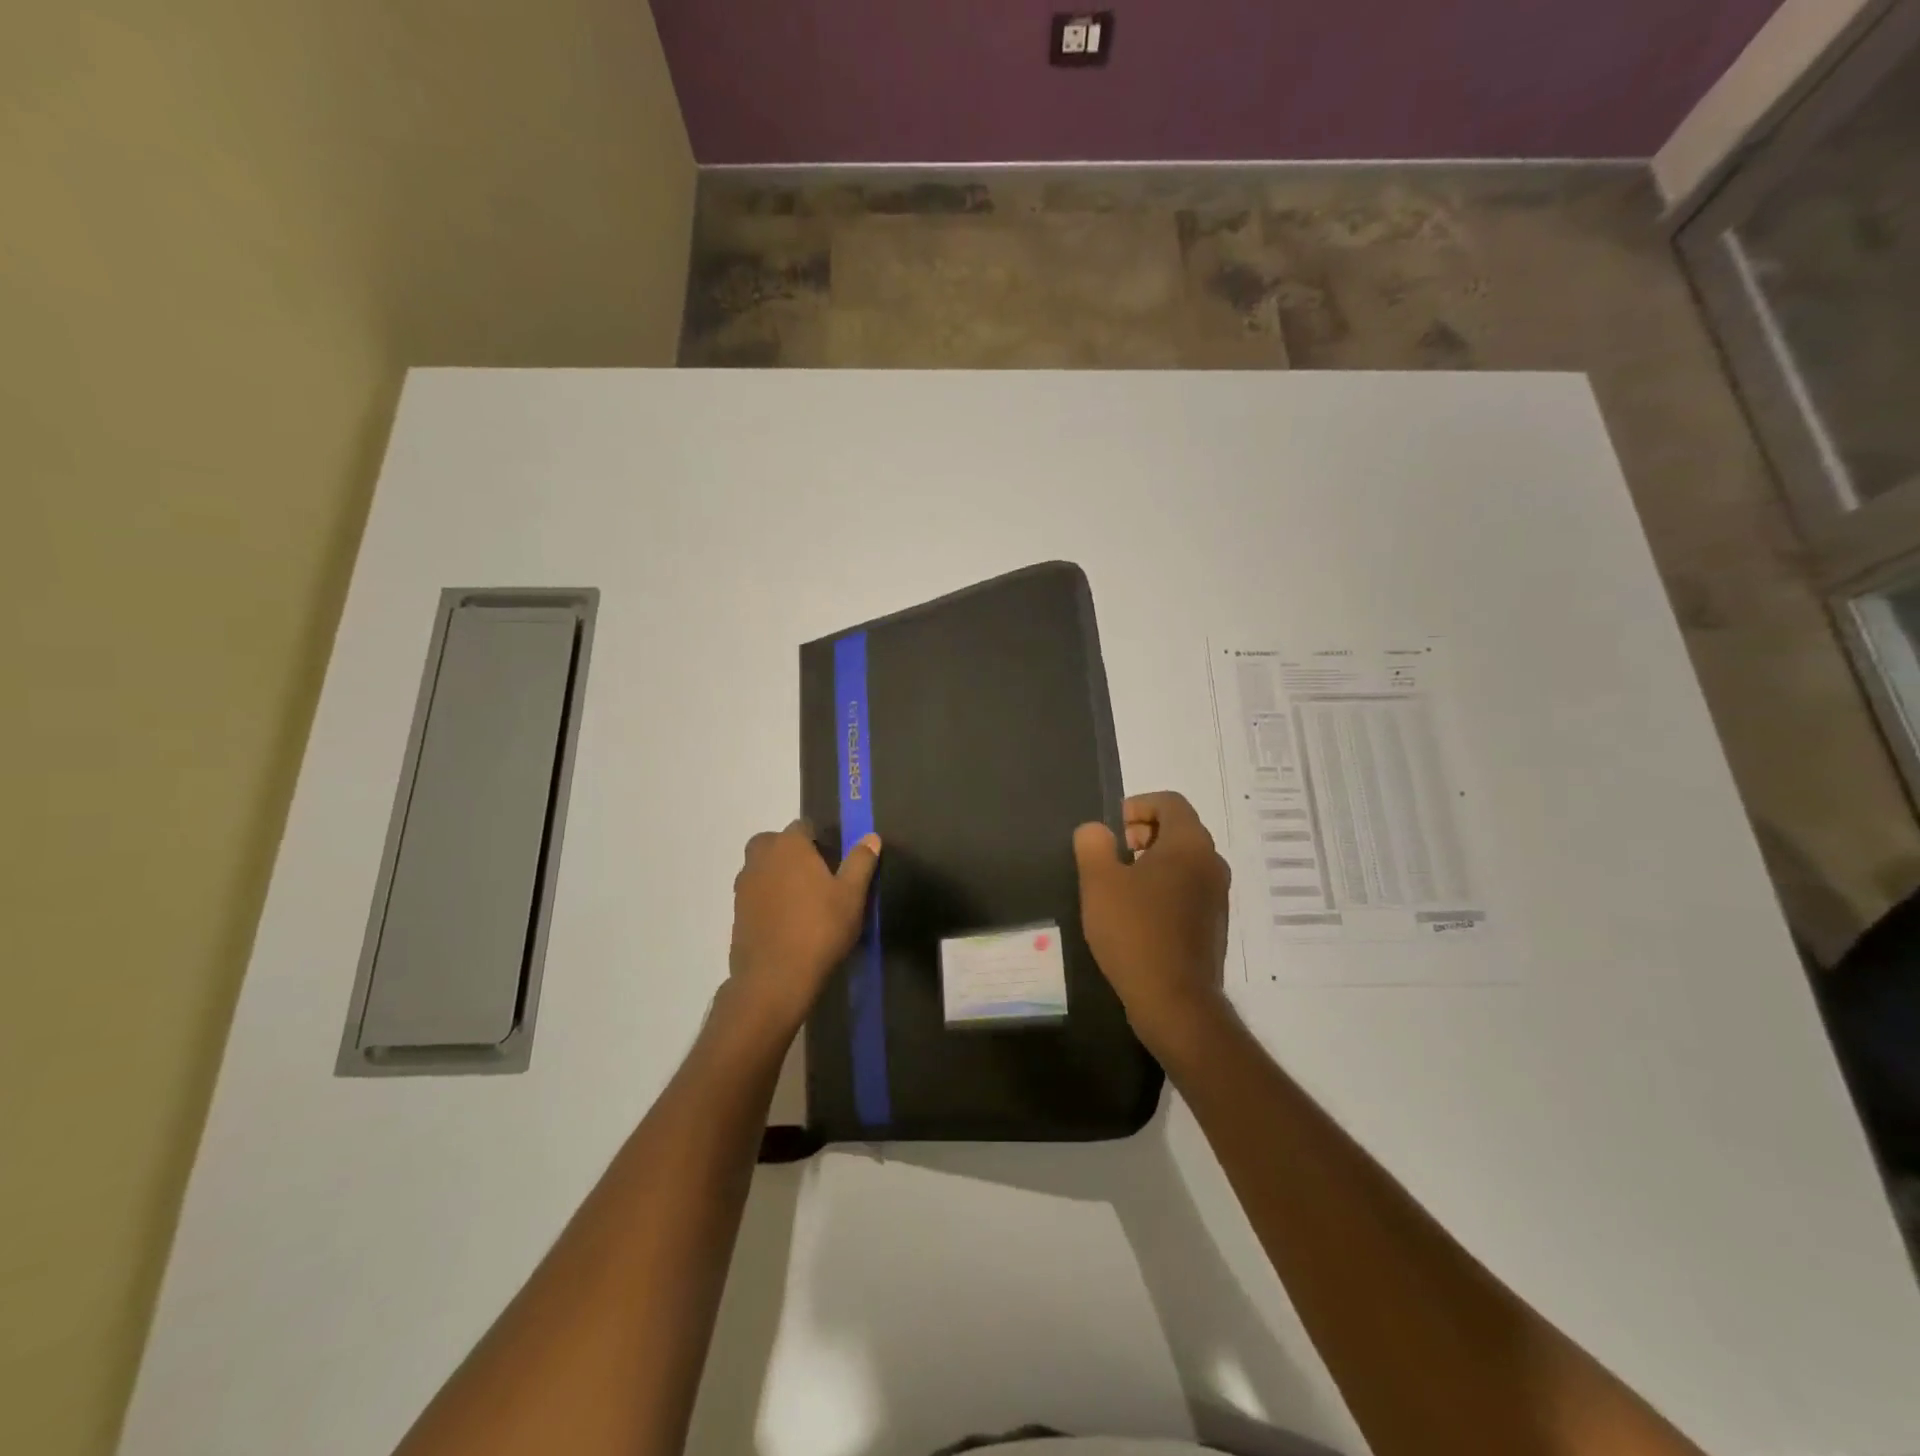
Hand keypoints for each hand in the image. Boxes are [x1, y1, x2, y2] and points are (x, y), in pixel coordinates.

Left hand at [728, 820, 880, 1036]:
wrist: (774, 979)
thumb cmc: (819, 929)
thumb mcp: (851, 895)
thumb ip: (860, 862)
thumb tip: (870, 837)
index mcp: (788, 846)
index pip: (802, 826)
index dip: (819, 839)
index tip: (833, 858)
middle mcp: (760, 859)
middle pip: (774, 843)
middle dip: (791, 852)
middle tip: (815, 876)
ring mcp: (744, 887)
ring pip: (761, 869)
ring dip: (777, 875)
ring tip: (803, 901)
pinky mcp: (736, 914)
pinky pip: (755, 895)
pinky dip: (768, 900)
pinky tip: (787, 922)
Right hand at [1074, 791, 1231, 1047]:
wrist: (1175, 1001)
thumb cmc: (1135, 932)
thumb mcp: (1099, 882)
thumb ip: (1093, 844)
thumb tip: (1098, 831)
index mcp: (1190, 844)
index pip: (1170, 802)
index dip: (1137, 806)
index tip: (1112, 831)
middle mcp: (1212, 863)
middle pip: (1179, 829)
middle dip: (1142, 834)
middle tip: (1113, 857)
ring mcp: (1217, 896)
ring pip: (1184, 861)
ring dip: (1152, 863)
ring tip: (1120, 888)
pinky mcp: (1214, 925)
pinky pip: (1188, 889)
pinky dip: (1164, 888)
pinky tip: (1137, 917)